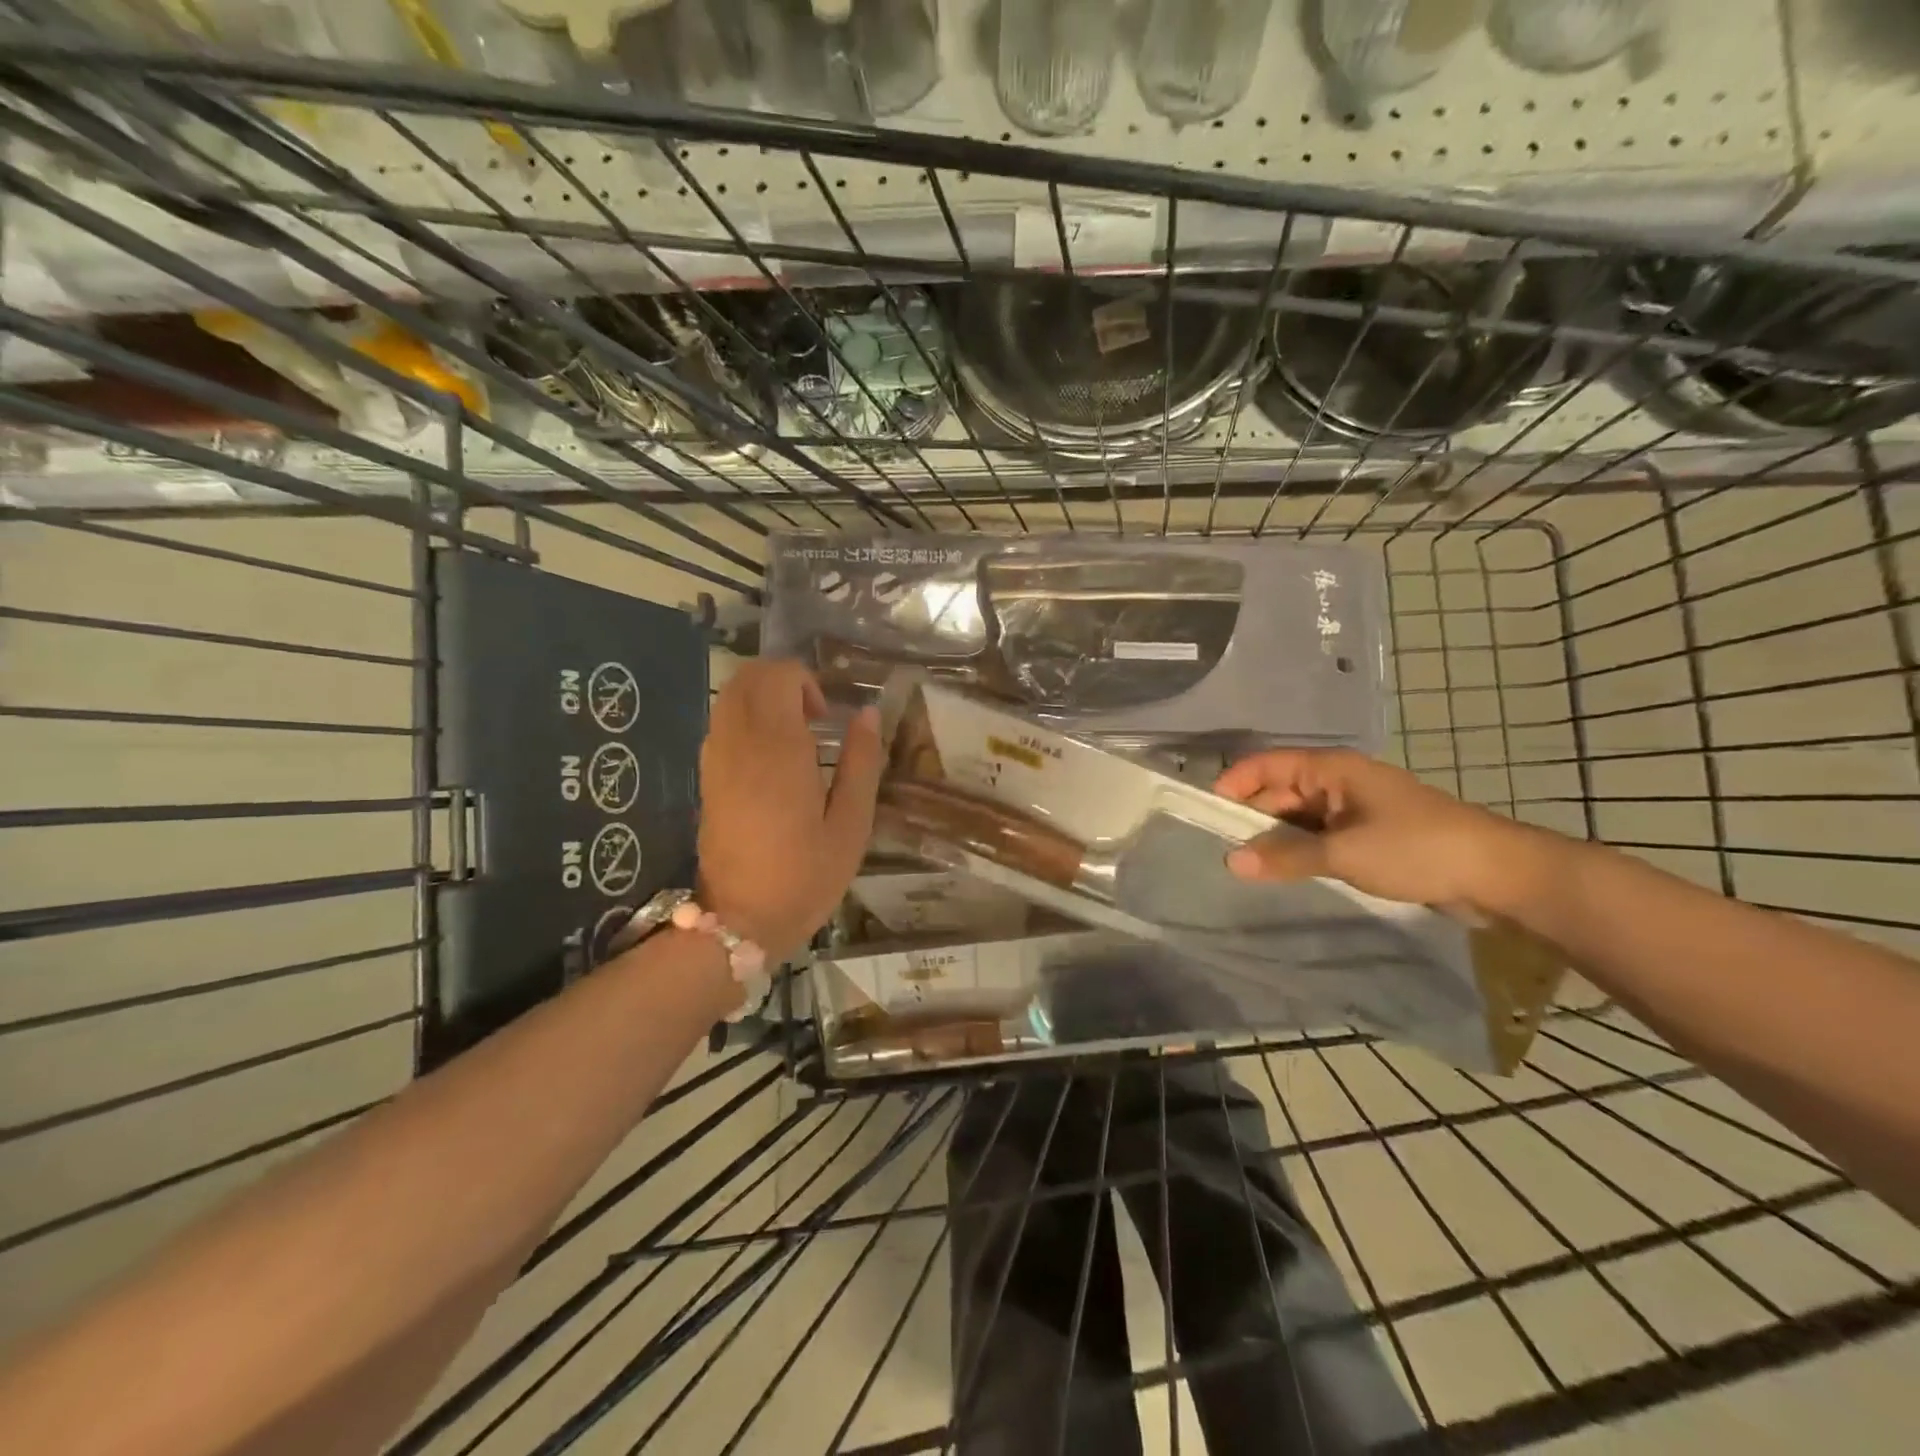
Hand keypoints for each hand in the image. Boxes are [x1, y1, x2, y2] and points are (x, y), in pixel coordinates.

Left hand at [697, 660, 882, 962]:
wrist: (741, 921)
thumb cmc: (806, 876)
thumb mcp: (851, 825)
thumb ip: (862, 763)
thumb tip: (867, 714)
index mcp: (778, 749)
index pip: (777, 676)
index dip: (805, 682)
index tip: (827, 718)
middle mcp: (739, 743)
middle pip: (748, 677)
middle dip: (783, 681)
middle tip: (814, 719)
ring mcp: (715, 759)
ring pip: (730, 696)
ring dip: (763, 698)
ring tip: (796, 737)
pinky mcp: (706, 777)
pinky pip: (722, 723)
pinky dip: (746, 718)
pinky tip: (772, 757)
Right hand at [1213, 748, 1539, 910]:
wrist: (1496, 874)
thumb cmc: (1416, 848)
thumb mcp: (1344, 853)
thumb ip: (1284, 857)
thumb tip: (1230, 862)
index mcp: (1332, 769)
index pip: (1266, 765)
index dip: (1234, 784)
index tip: (1206, 814)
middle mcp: (1338, 782)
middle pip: (1279, 792)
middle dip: (1251, 818)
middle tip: (1220, 850)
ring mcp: (1353, 809)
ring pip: (1298, 817)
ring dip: (1275, 838)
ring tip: (1245, 865)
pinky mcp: (1367, 835)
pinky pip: (1319, 836)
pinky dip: (1299, 850)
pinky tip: (1283, 871)